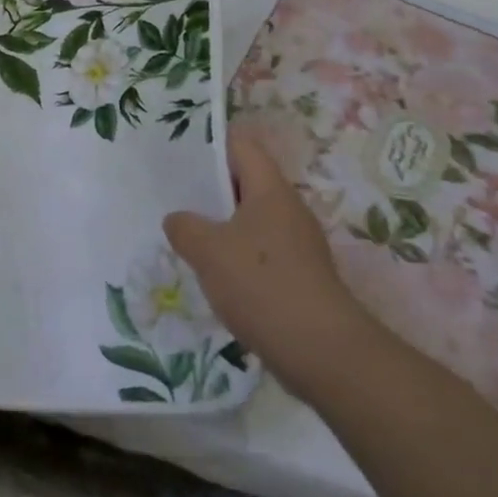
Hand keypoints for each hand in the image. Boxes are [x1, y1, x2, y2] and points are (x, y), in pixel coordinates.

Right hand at [164, 131, 372, 373]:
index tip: (180, 152)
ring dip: (222, 226)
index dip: (212, 143)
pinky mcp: (301, 277)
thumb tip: (178, 220)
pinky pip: (261, 253)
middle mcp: (289, 209)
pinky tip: (215, 276)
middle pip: (247, 183)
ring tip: (188, 236)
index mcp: (271, 190)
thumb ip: (184, 227)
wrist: (322, 353)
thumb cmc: (262, 284)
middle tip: (175, 195)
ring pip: (252, 220)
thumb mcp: (207, 250)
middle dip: (211, 188)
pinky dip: (237, 257)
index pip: (242, 146)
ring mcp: (298, 245)